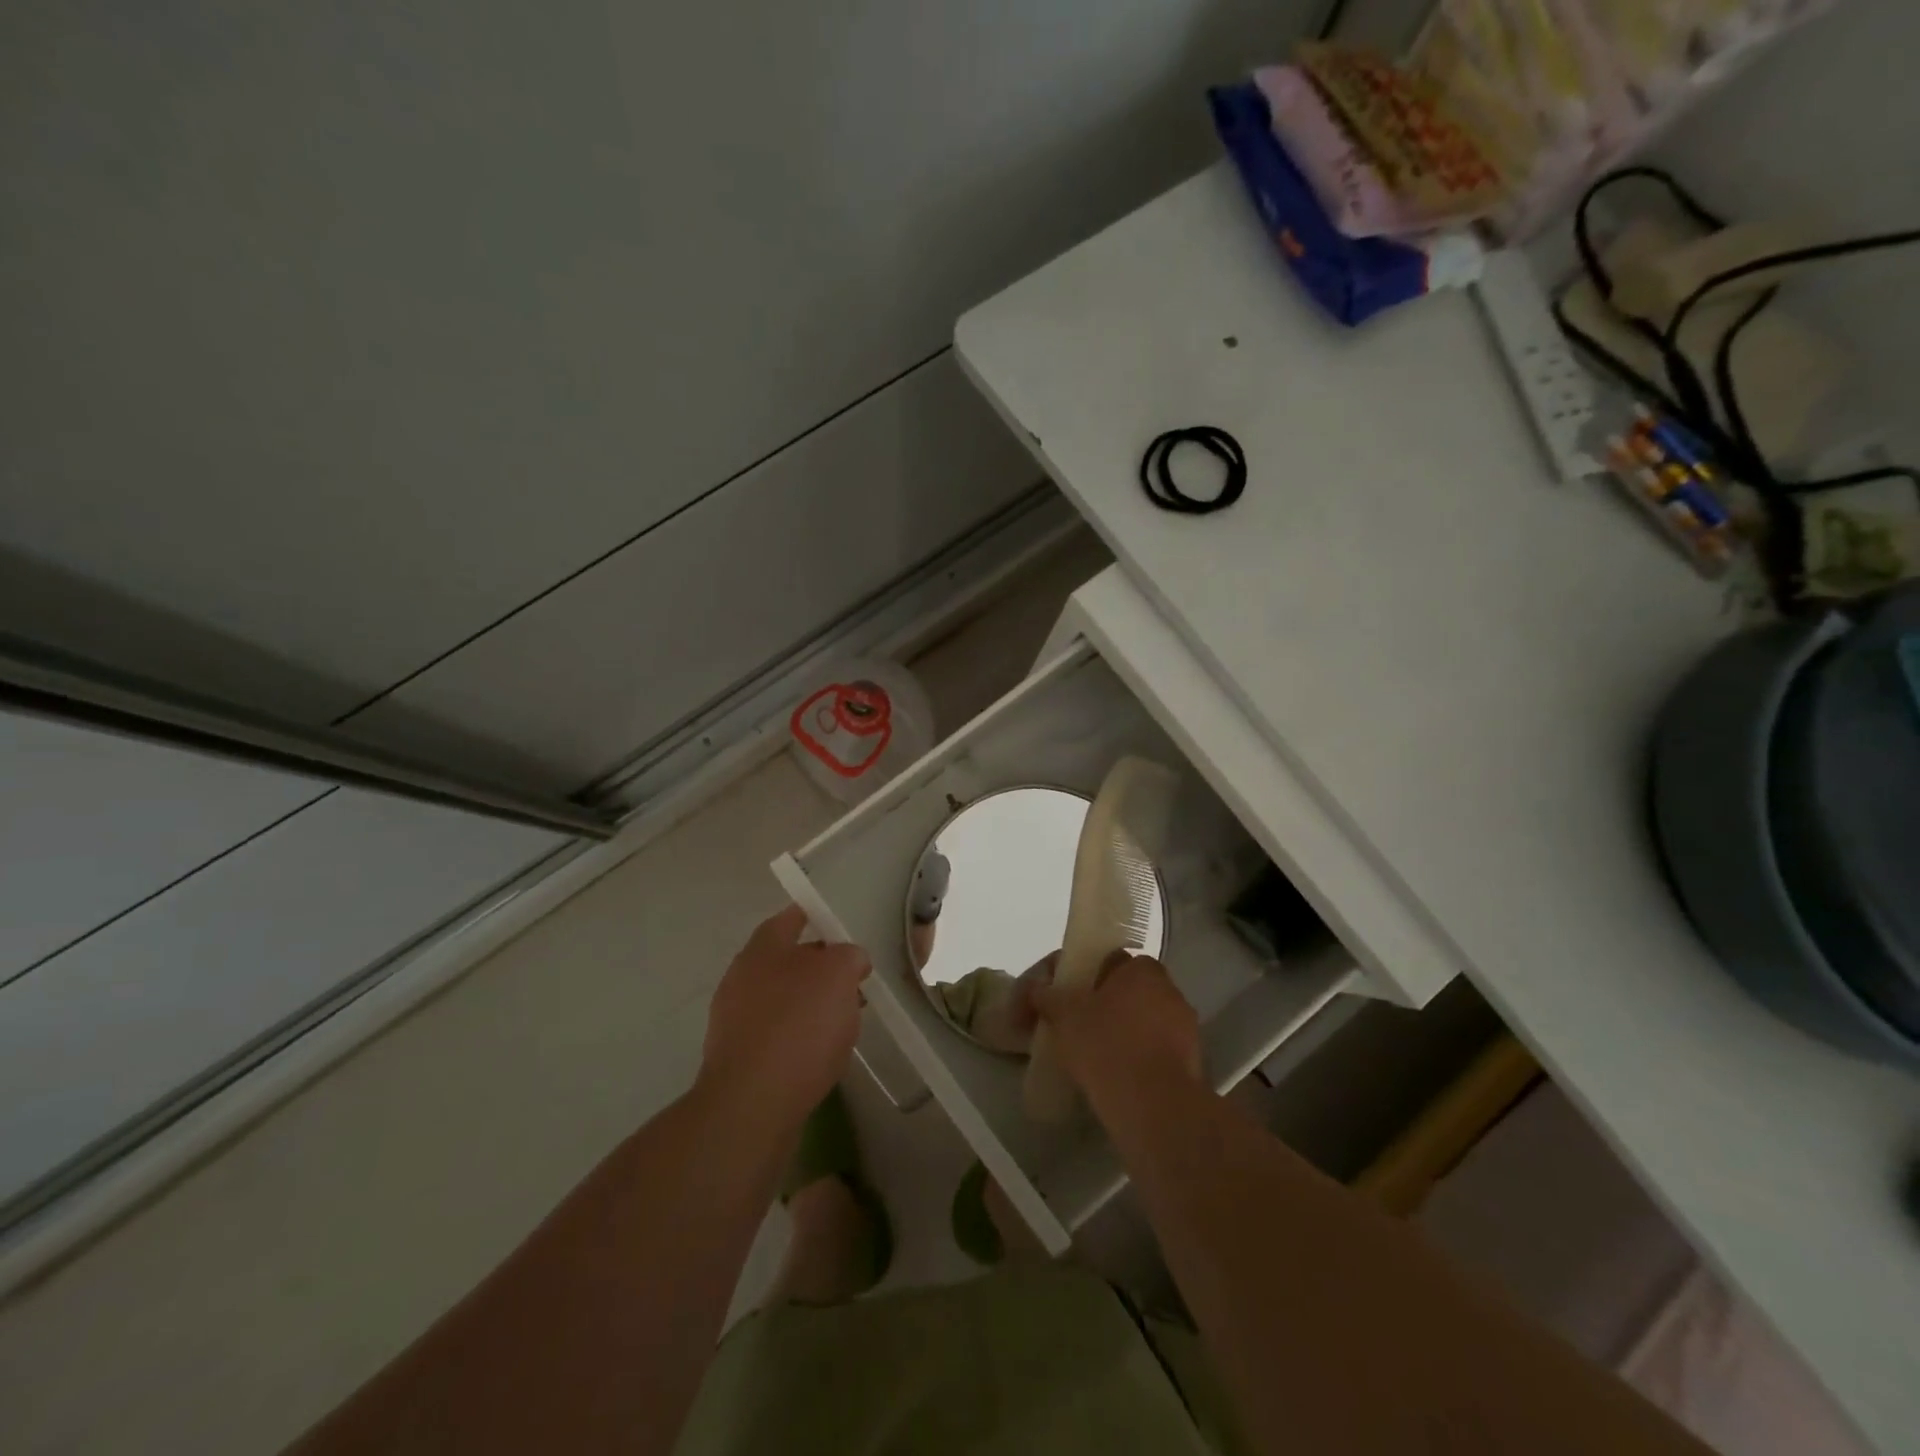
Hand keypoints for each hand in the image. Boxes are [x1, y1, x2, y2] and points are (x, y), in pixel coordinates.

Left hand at [699, 905, 870, 1119]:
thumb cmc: (798, 1026)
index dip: (815, 917)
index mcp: (762, 948)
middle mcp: (741, 977)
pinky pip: (776, 1035)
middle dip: (820, 967)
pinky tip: (821, 1054)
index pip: (790, 917)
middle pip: (786, 960)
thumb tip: (849, 958)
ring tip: (845, 1020)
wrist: (751, 1106)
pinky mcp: (738, 1059)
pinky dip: (799, 1037)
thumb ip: (848, 956)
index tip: (840, 926)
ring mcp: (735, 1020)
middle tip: (854, 979)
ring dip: (811, 1005)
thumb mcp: (839, 975)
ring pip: (782, 999)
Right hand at [1030, 952, 1201, 1107]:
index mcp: (1142, 969)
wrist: (1154, 1105)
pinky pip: (1153, 1050)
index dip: (1081, 977)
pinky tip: (1114, 1074)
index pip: (1106, 961)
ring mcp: (1185, 1027)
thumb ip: (1048, 996)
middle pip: (1125, 991)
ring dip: (1120, 1032)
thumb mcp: (1064, 1015)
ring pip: (1141, 1022)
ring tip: (1091, 1054)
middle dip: (1101, 1005)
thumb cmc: (1106, 1045)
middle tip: (1074, 1026)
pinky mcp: (1190, 1062)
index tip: (1063, 998)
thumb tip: (1036, 989)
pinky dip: (1135, 1057)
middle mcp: (1169, 990)